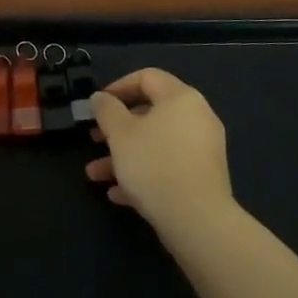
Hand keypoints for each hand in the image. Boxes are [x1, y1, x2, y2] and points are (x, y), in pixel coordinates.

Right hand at [86, 69, 235, 234]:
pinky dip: (144, 174)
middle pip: (151, 113)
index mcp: (181, 98)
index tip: (97, 105)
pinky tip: (118, 194)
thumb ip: (106, 110)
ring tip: (95, 175)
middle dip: (117, 129)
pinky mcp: (203, 178)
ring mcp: (202, 149)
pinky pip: (168, 167)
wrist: (197, 220)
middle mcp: (197, 118)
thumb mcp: (120, 134)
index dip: (118, 86)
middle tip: (94, 139)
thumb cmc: (154, 164)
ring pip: (156, 144)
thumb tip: (100, 98)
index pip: (147, 77)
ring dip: (124, 156)